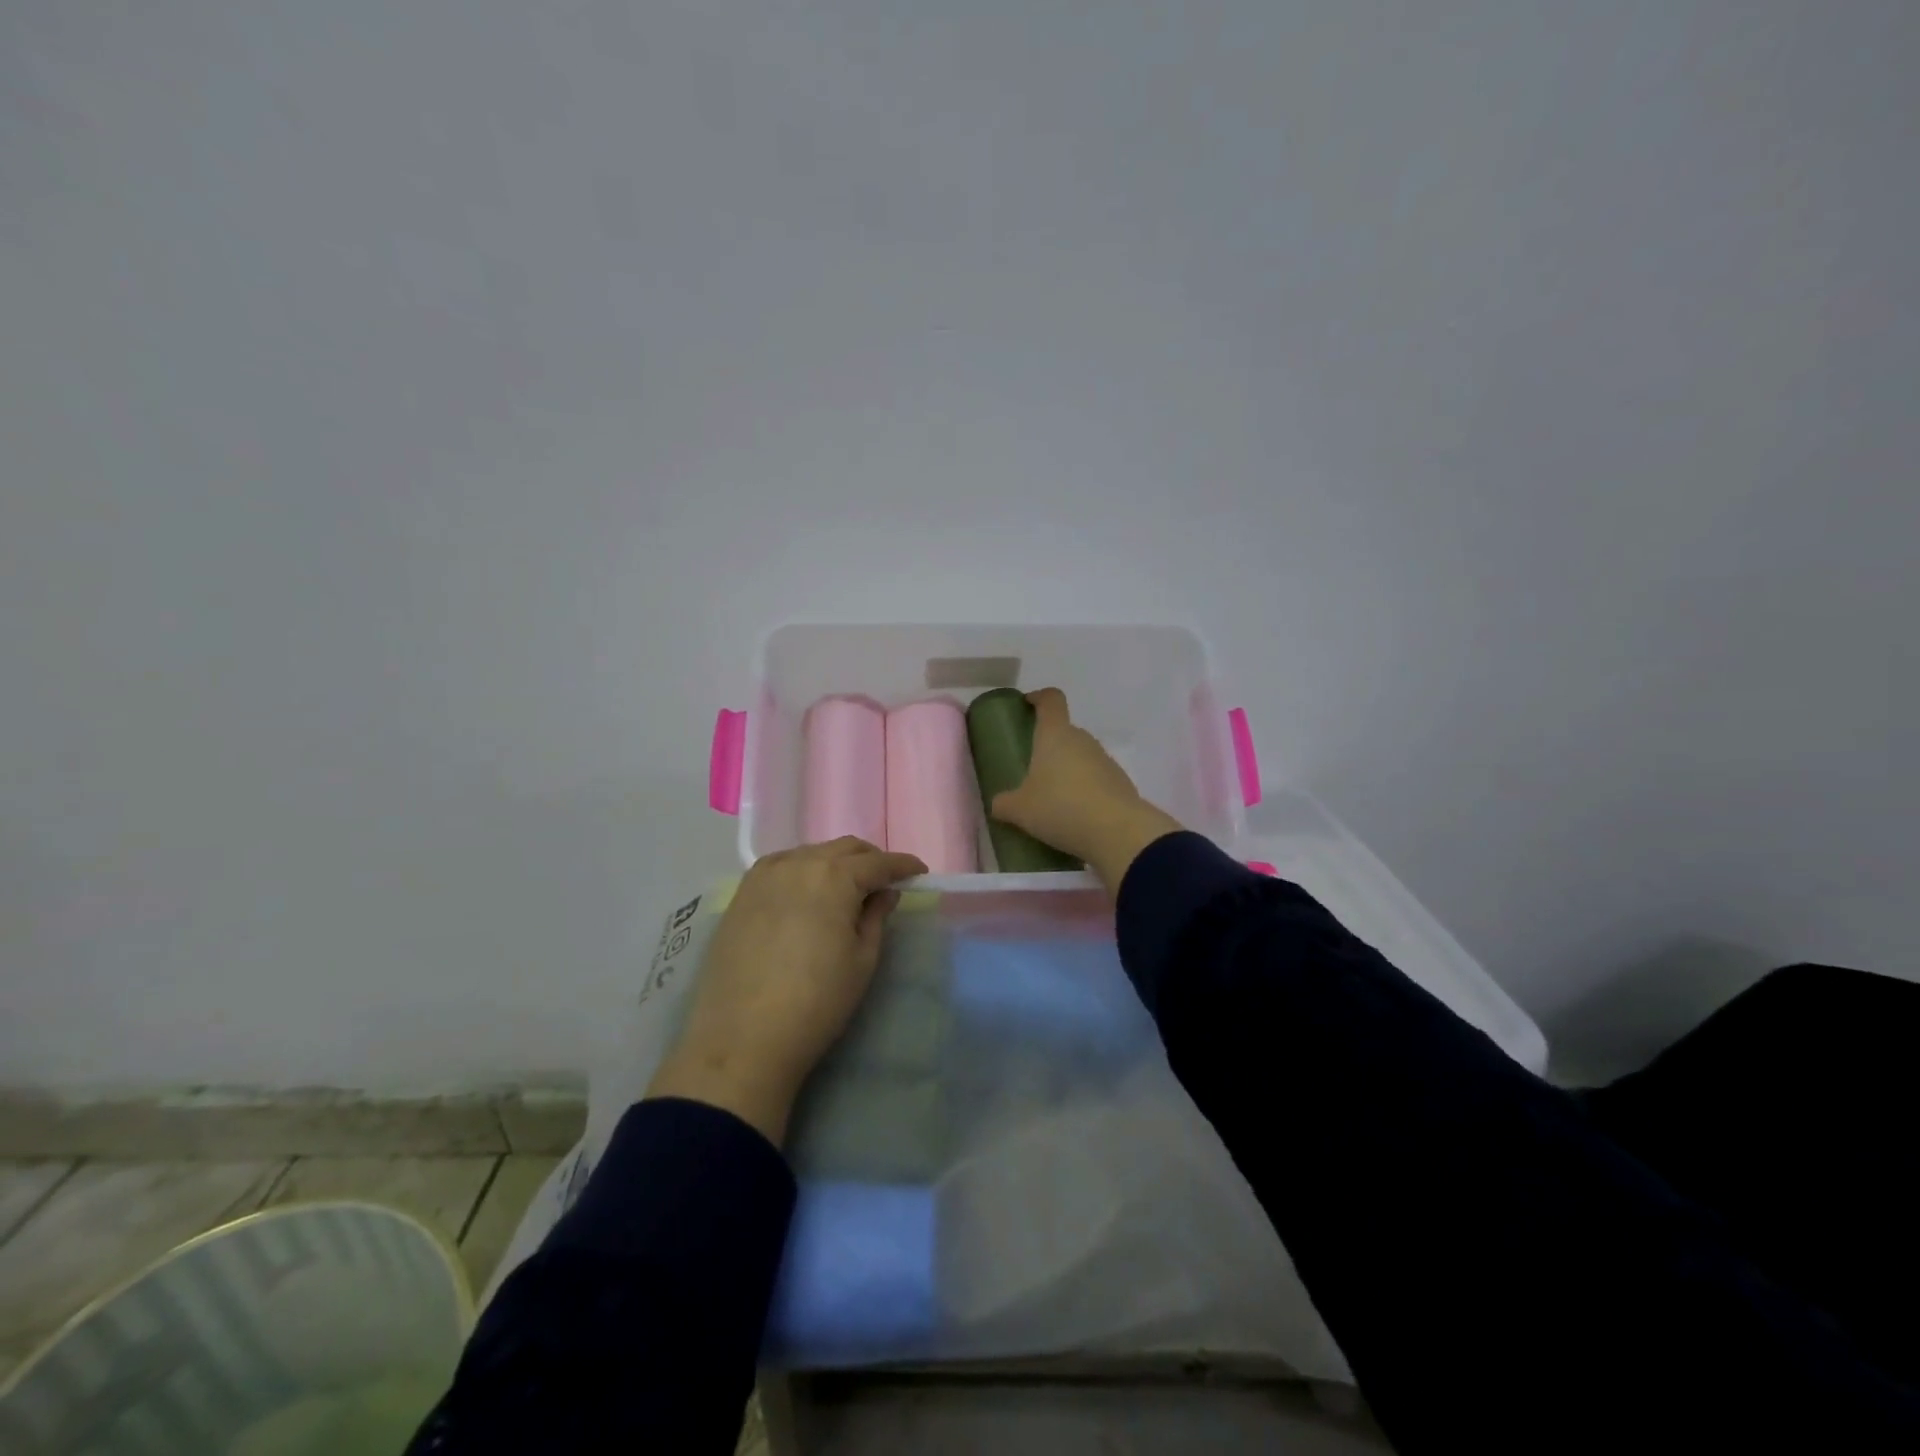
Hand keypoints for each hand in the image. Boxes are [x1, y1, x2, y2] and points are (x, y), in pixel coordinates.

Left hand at [646, 837, 926, 1143]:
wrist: (743, 1037)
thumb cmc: (817, 1001)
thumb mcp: (862, 960)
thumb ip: (876, 916)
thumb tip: (884, 892)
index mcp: (835, 876)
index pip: (878, 862)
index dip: (902, 865)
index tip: (919, 872)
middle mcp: (799, 863)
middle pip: (844, 849)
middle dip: (870, 859)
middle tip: (886, 880)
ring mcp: (765, 875)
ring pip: (811, 853)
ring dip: (836, 862)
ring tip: (848, 887)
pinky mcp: (742, 893)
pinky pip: (782, 866)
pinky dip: (804, 870)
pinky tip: (808, 891)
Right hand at [988, 687, 1183, 891]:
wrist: (1117, 832)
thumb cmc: (1060, 808)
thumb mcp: (1020, 810)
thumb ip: (1004, 804)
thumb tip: (998, 804)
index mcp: (1055, 735)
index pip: (1051, 700)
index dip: (1039, 698)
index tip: (1028, 704)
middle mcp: (1082, 740)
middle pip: (1065, 732)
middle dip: (1049, 746)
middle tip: (1033, 769)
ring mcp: (1106, 760)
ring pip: (1082, 757)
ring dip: (1068, 771)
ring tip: (1054, 799)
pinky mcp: (1122, 783)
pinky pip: (1097, 780)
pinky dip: (1086, 791)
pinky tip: (1076, 816)